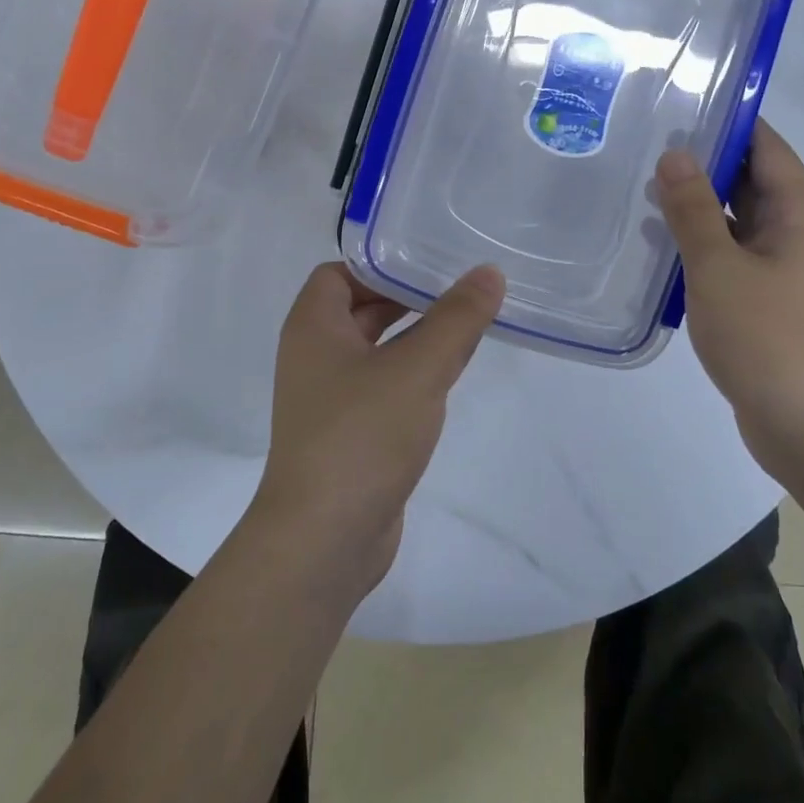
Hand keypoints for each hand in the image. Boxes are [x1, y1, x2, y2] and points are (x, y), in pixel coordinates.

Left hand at [255, 262, 504, 589]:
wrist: (324, 539)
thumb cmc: (362, 435)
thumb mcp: (418, 368)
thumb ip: (456, 318)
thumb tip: (489, 272)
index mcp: (313, 327)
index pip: (339, 273)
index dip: (380, 264)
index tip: (429, 263)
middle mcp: (314, 356)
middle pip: (360, 309)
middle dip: (406, 298)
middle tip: (459, 289)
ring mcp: (329, 399)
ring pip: (375, 351)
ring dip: (413, 338)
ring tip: (465, 327)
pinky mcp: (348, 435)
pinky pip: (381, 388)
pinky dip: (410, 376)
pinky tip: (446, 380)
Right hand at [655, 120, 803, 475]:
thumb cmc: (769, 339)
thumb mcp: (719, 267)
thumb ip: (694, 209)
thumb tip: (675, 155)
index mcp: (801, 212)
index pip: (765, 145)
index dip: (726, 122)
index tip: (677, 107)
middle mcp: (801, 232)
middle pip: (752, 180)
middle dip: (703, 164)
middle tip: (644, 147)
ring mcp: (789, 269)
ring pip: (740, 221)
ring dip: (699, 208)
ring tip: (642, 192)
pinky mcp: (773, 301)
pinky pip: (735, 256)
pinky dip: (704, 246)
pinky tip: (662, 248)